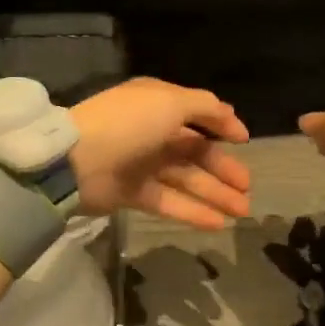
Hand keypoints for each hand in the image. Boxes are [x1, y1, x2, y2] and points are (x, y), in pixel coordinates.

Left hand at [70, 78, 251, 229]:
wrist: (77, 161)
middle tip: (247, 188)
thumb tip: (230, 113)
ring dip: (215, 194)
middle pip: (194, 151)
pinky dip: (193, 212)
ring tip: (242, 210)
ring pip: (186, 179)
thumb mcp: (170, 102)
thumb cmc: (128, 124)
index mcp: (157, 103)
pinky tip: (218, 223)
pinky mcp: (133, 193)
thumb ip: (205, 107)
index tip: (244, 142)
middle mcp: (151, 131)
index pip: (195, 114)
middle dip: (223, 169)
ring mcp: (141, 164)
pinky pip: (169, 202)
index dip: (221, 126)